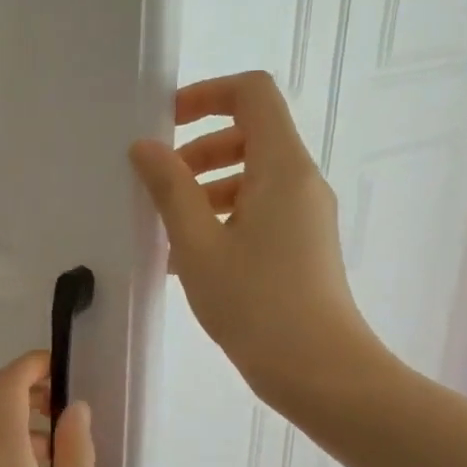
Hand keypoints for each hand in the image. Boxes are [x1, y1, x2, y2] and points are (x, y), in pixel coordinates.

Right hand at [129, 70, 384, 411]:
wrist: (320, 372)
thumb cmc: (255, 303)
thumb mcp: (197, 244)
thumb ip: (170, 189)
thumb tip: (145, 147)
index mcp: (281, 167)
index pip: (252, 94)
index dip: (207, 95)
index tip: (166, 124)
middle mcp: (300, 182)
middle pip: (250, 135)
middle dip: (198, 149)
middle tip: (159, 184)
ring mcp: (305, 216)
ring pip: (251, 177)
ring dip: (205, 188)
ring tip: (166, 230)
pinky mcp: (302, 246)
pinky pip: (259, 211)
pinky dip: (222, 217)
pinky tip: (188, 259)